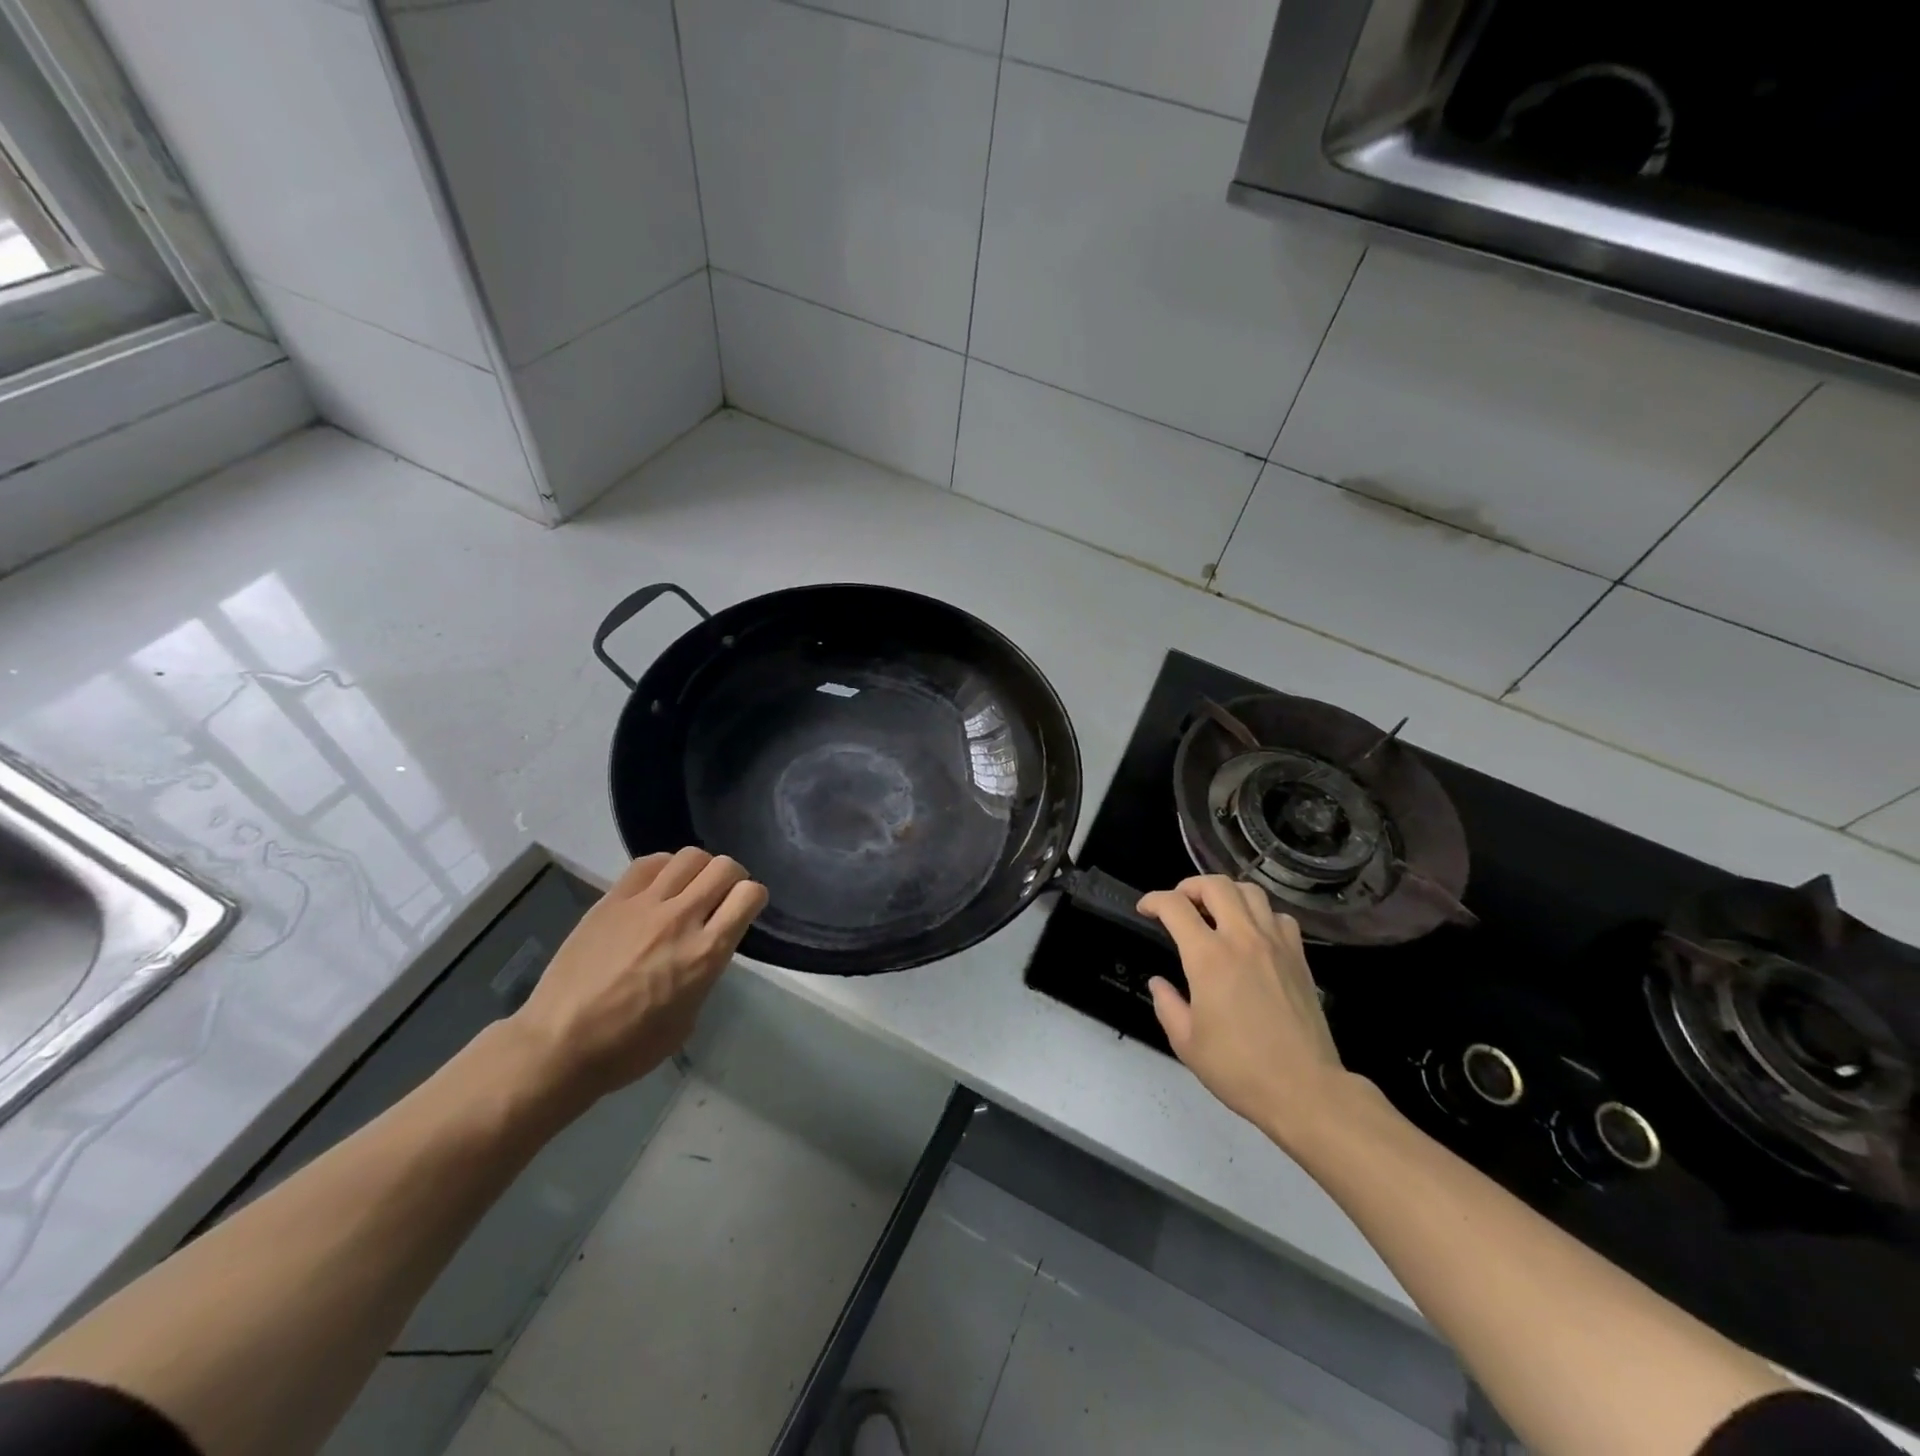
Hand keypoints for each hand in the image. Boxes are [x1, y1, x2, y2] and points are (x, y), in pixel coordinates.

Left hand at [510, 848, 767, 1104]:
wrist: (560, 1044)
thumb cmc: (630, 1046)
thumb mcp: (689, 1016)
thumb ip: (705, 971)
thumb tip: (706, 948)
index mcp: (706, 953)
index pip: (749, 894)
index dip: (754, 898)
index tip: (745, 910)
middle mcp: (681, 919)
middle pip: (724, 866)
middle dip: (732, 878)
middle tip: (722, 896)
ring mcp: (644, 904)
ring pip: (690, 855)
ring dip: (700, 869)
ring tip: (689, 888)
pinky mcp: (613, 899)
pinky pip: (650, 863)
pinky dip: (665, 868)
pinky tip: (659, 887)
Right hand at [1139, 876, 1350, 1149]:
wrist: (1305, 1090)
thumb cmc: (1239, 1069)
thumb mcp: (1186, 1043)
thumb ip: (1167, 1005)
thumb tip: (1159, 984)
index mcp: (1208, 957)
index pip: (1175, 907)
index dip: (1153, 900)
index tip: (1145, 909)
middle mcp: (1242, 939)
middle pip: (1215, 885)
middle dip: (1189, 886)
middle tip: (1179, 903)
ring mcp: (1276, 944)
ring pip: (1250, 892)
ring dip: (1226, 893)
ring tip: (1215, 911)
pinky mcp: (1299, 957)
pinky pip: (1279, 916)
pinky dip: (1260, 914)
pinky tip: (1252, 933)